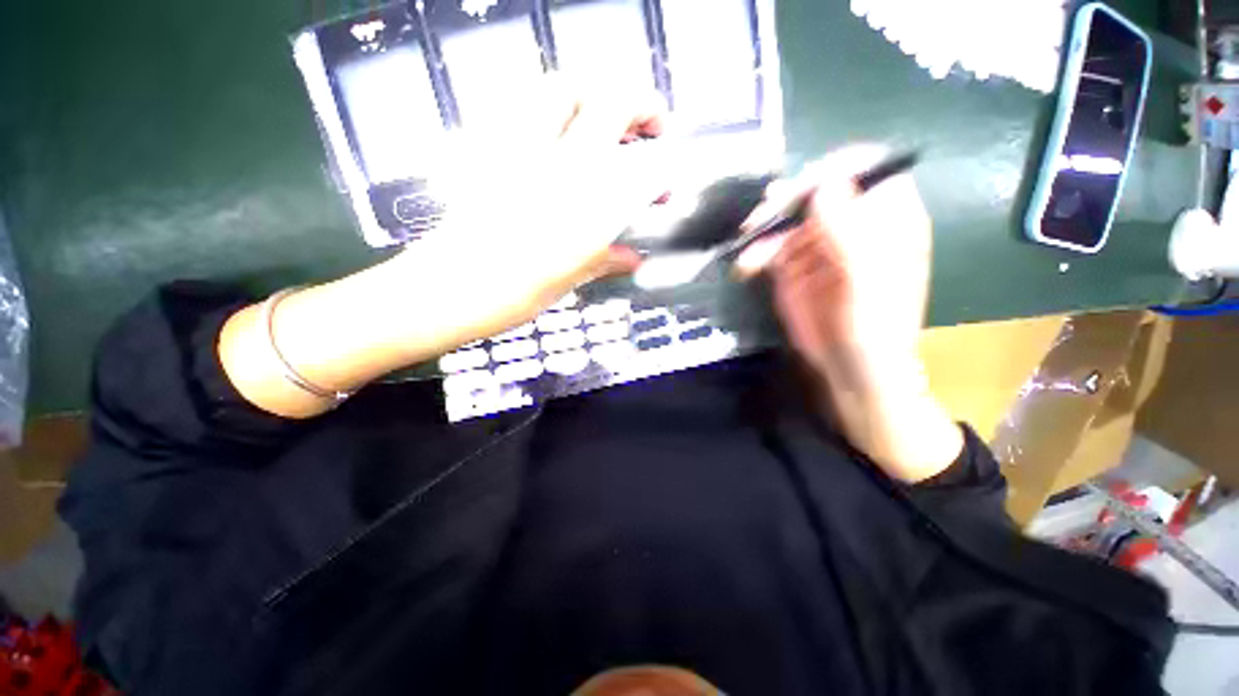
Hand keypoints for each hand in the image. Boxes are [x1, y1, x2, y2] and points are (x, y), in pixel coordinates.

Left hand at [411, 82, 669, 326]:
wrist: (449, 288)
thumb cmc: (514, 293)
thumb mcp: (569, 280)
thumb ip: (606, 260)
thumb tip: (632, 258)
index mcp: (585, 207)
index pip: (641, 170)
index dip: (661, 173)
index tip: (664, 189)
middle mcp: (559, 167)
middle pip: (609, 102)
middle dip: (639, 106)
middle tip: (647, 129)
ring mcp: (520, 150)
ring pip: (563, 88)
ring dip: (593, 95)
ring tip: (603, 119)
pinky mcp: (487, 147)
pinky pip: (523, 105)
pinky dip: (550, 106)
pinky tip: (556, 132)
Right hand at [735, 147, 961, 481]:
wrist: (851, 369)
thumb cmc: (873, 328)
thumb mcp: (868, 282)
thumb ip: (851, 232)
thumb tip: (825, 185)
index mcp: (887, 219)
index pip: (864, 170)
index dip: (834, 170)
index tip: (804, 187)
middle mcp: (852, 225)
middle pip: (817, 191)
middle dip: (788, 200)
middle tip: (763, 217)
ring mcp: (819, 245)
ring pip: (787, 219)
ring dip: (765, 229)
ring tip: (749, 245)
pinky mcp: (793, 267)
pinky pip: (770, 248)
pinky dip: (756, 253)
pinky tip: (746, 265)